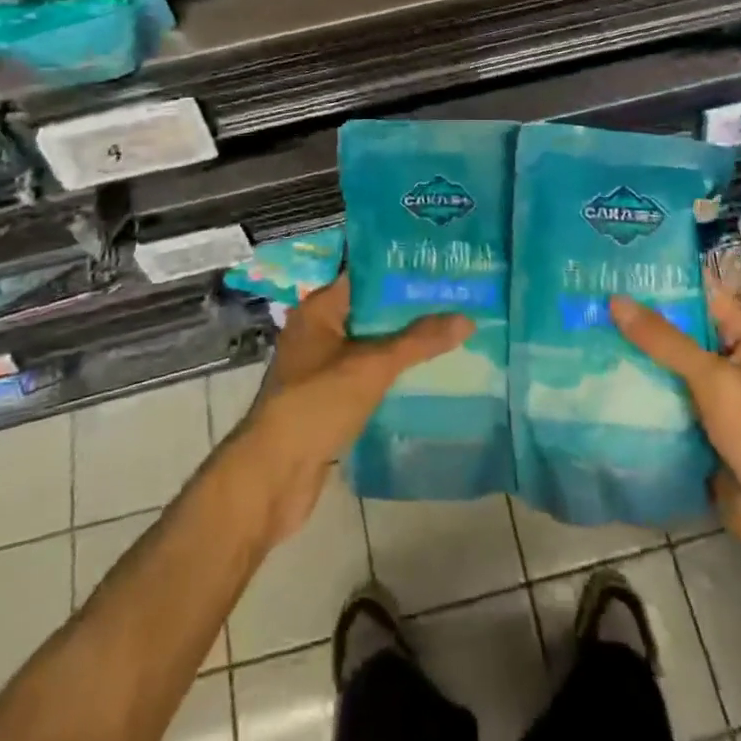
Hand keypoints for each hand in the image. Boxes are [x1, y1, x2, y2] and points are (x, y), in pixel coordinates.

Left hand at [236, 274, 472, 542]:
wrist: (273, 475)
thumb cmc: (317, 403)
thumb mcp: (372, 366)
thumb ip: (418, 341)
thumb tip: (467, 317)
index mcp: (318, 309)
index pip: (363, 275)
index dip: (399, 269)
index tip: (437, 265)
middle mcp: (316, 331)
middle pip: (369, 309)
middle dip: (407, 307)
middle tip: (454, 298)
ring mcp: (320, 367)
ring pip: (369, 344)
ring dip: (401, 342)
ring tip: (448, 331)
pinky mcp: (327, 399)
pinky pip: (366, 374)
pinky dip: (390, 372)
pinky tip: (424, 374)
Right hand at [612, 275, 740, 605]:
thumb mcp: (716, 379)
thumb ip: (666, 341)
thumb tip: (615, 300)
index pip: (700, 295)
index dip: (663, 280)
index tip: (615, 266)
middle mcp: (726, 366)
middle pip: (676, 335)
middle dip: (636, 323)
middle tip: (584, 301)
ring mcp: (710, 405)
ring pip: (664, 374)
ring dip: (630, 362)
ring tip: (578, 337)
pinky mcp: (695, 438)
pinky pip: (660, 411)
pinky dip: (635, 401)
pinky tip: (593, 386)